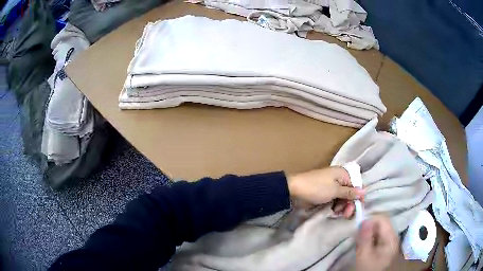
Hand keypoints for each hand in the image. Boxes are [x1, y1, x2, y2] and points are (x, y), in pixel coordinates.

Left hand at [287, 167, 364, 216]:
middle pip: (350, 193)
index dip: (358, 196)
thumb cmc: (316, 188)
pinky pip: (335, 200)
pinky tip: (333, 212)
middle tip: (345, 214)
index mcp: (343, 174)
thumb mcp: (335, 190)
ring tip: (337, 213)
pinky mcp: (326, 194)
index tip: (358, 208)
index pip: (357, 185)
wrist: (295, 189)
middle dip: (349, 204)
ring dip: (342, 206)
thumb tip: (365, 191)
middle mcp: (339, 179)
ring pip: (343, 198)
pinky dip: (336, 206)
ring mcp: (332, 187)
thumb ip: (350, 192)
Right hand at [356, 216, 398, 270]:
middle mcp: (393, 236)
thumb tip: (364, 220)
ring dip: (368, 234)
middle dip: (368, 228)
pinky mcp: (386, 244)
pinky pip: (378, 235)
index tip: (358, 228)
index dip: (370, 220)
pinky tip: (364, 247)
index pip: (383, 219)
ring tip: (360, 244)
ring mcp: (390, 240)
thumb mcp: (364, 255)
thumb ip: (365, 238)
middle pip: (381, 224)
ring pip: (379, 229)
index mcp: (391, 238)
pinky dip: (370, 238)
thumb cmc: (369, 268)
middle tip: (358, 238)